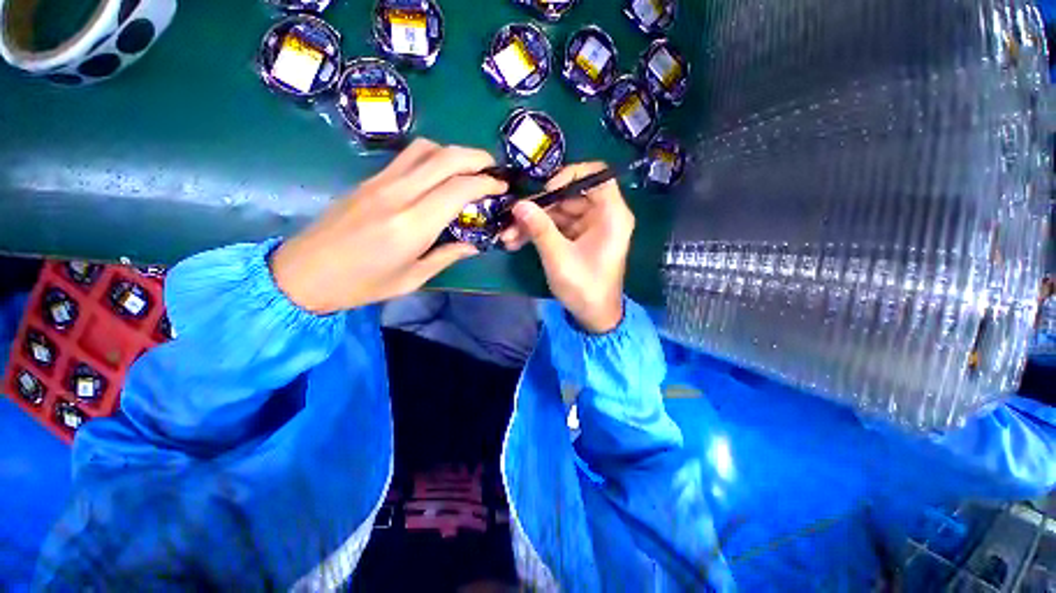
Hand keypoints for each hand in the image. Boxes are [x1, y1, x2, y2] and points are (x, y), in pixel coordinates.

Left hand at [271, 139, 505, 313]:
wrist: (304, 273)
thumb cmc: (362, 285)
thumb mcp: (412, 279)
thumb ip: (447, 256)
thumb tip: (473, 245)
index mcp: (413, 225)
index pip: (459, 189)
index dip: (486, 183)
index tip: (502, 187)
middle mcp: (398, 195)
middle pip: (445, 157)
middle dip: (476, 157)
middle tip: (494, 169)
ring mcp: (380, 182)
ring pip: (425, 149)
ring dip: (453, 152)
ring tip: (470, 168)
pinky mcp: (369, 180)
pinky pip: (407, 157)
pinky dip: (432, 157)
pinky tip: (440, 173)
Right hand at [500, 162, 633, 332]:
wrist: (594, 316)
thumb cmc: (584, 288)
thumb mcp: (559, 257)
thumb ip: (539, 228)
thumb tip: (518, 204)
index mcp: (611, 215)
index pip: (596, 175)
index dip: (569, 176)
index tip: (546, 192)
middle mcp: (603, 216)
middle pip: (570, 195)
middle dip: (539, 208)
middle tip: (512, 219)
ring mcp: (590, 227)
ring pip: (560, 212)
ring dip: (533, 223)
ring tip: (508, 236)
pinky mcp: (579, 239)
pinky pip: (558, 227)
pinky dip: (539, 233)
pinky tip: (516, 241)